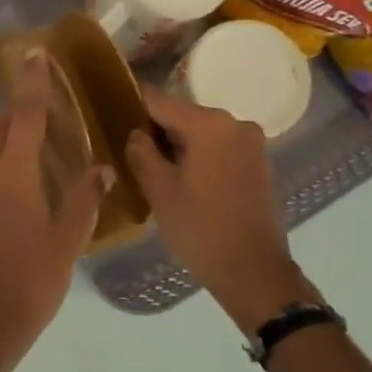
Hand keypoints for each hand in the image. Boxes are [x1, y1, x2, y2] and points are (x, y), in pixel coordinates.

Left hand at [0, 52, 110, 362]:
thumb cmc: (31, 283)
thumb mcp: (67, 242)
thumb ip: (84, 199)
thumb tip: (103, 169)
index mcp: (10, 175)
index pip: (24, 116)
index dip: (31, 83)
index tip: (33, 54)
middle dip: (8, 111)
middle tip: (30, 114)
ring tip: (3, 136)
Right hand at [123, 88, 315, 335]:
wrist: (253, 270)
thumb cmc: (200, 228)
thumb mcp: (159, 190)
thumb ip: (141, 153)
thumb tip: (136, 134)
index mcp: (209, 124)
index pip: (160, 101)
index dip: (133, 105)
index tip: (112, 113)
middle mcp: (236, 123)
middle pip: (183, 116)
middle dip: (157, 131)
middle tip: (130, 153)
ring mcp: (253, 143)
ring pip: (203, 134)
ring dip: (179, 146)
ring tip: (154, 170)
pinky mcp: (260, 163)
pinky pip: (221, 149)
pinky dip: (200, 157)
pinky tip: (184, 182)